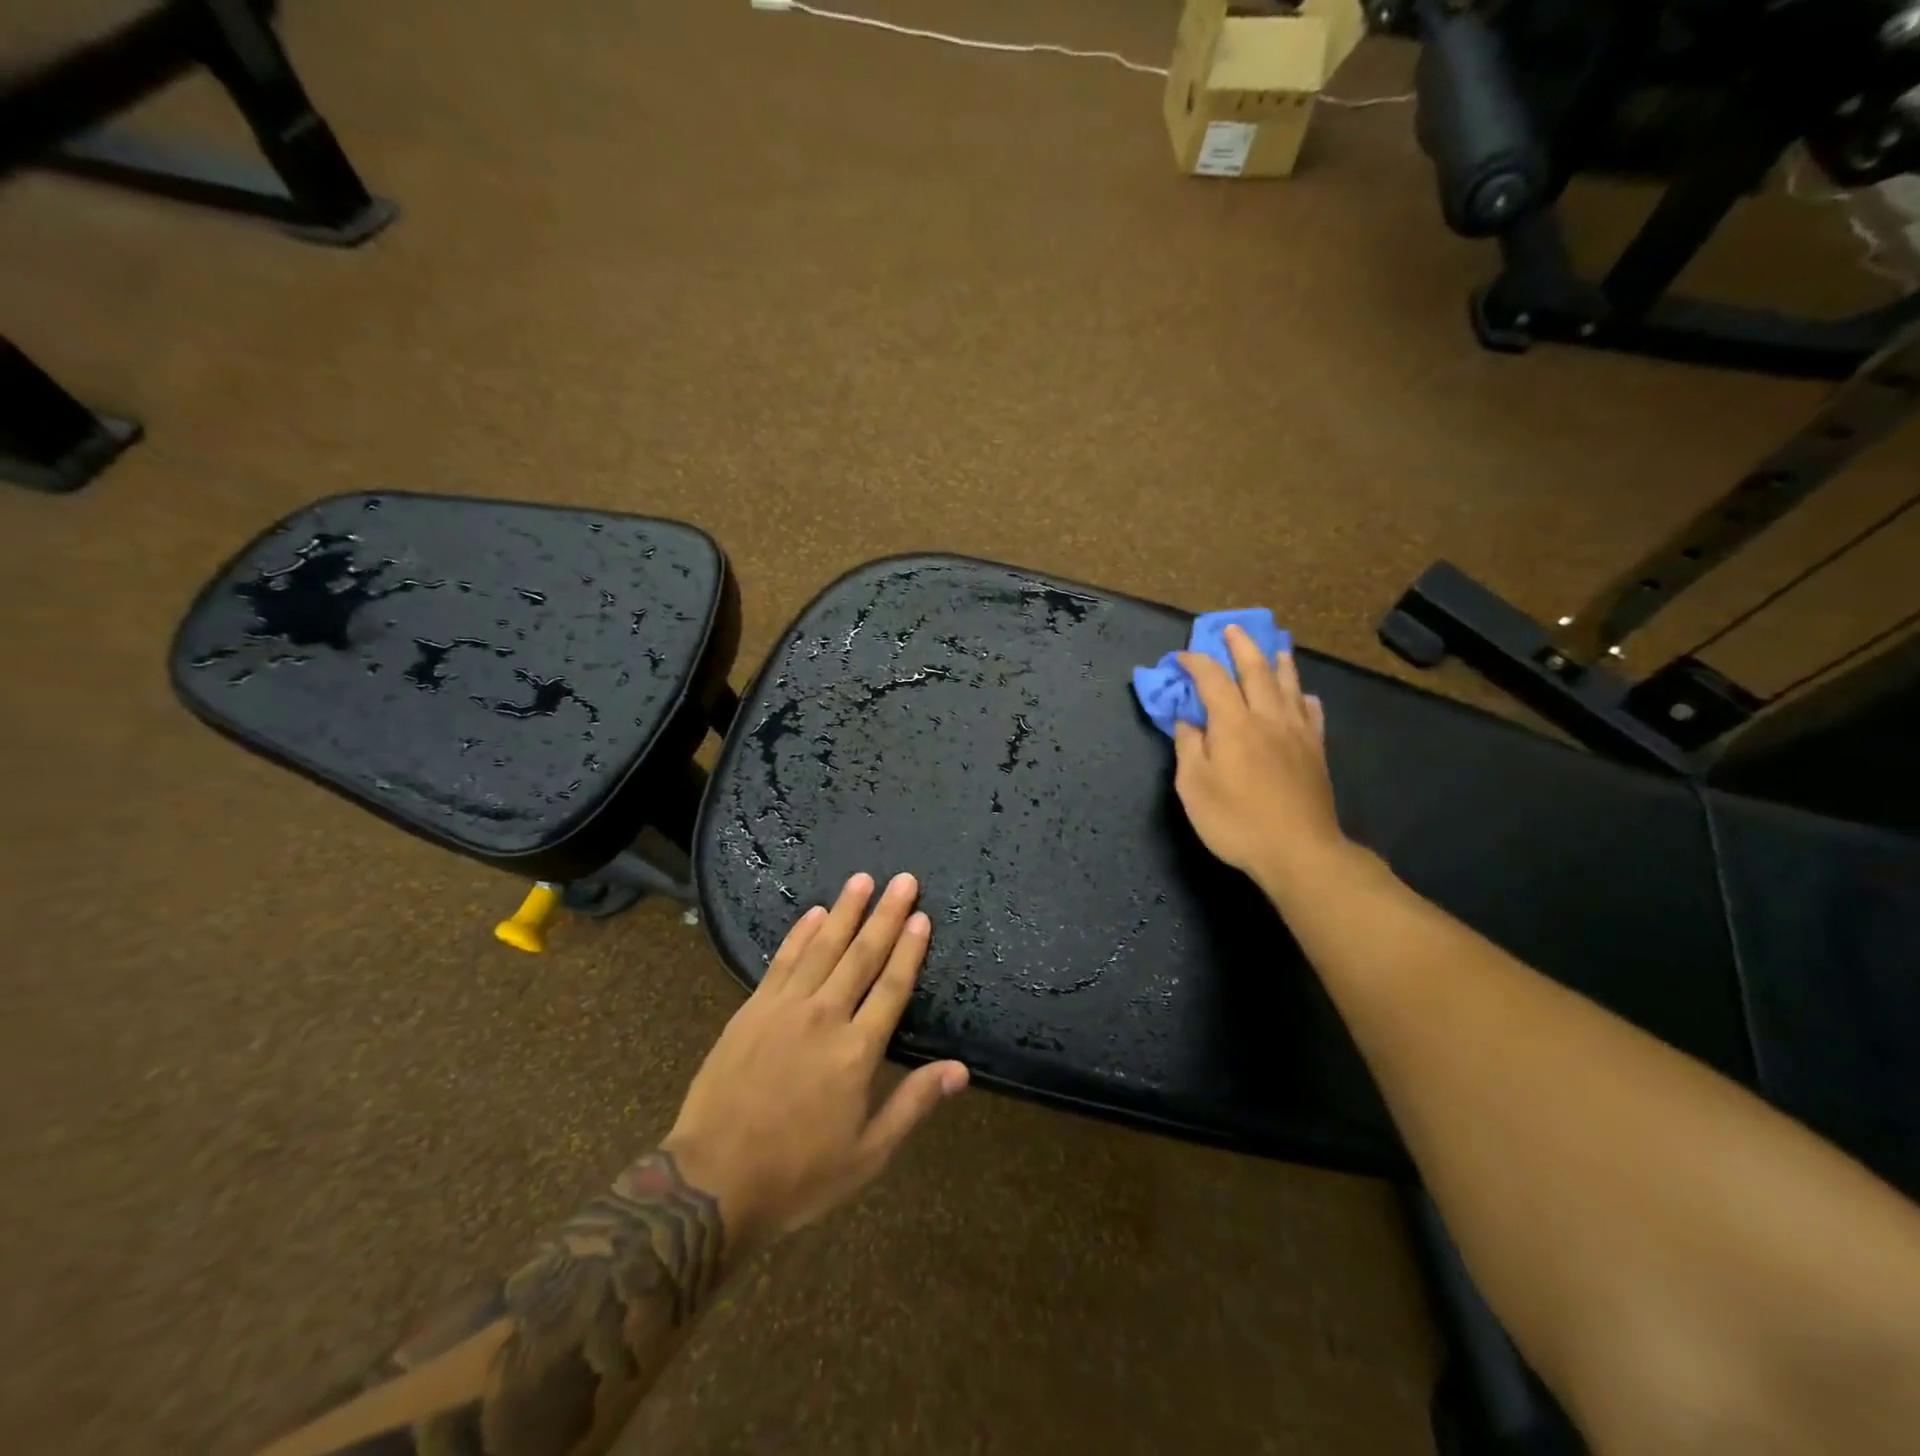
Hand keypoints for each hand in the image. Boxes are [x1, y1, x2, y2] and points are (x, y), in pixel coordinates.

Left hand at [661, 872, 967, 1253]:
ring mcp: (784, 1009)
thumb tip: (961, 1070)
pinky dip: (800, 933)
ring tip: (862, 879)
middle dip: (885, 914)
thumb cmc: (798, 1175)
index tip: (921, 915)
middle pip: (862, 955)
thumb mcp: (867, 1154)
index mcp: (857, 1051)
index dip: (909, 949)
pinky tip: (814, 912)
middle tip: (902, 879)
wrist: (712, 1183)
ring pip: (822, 947)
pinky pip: (782, 961)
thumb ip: (913, 1104)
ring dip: (845, 911)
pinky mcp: (752, 1010)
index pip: (892, 986)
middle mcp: (825, 1017)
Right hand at [1172, 625, 1346, 892]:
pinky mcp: (1316, 750)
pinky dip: (1303, 696)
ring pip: (1288, 684)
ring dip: (1278, 660)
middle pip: (1255, 669)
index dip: (1195, 663)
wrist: (1299, 850)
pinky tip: (1303, 696)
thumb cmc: (1236, 821)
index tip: (1180, 657)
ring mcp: (1297, 732)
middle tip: (1230, 629)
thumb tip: (1187, 720)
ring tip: (1274, 645)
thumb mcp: (1194, 787)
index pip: (1211, 679)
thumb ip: (1189, 748)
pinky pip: (1312, 712)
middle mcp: (1267, 717)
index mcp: (1233, 724)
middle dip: (1240, 645)